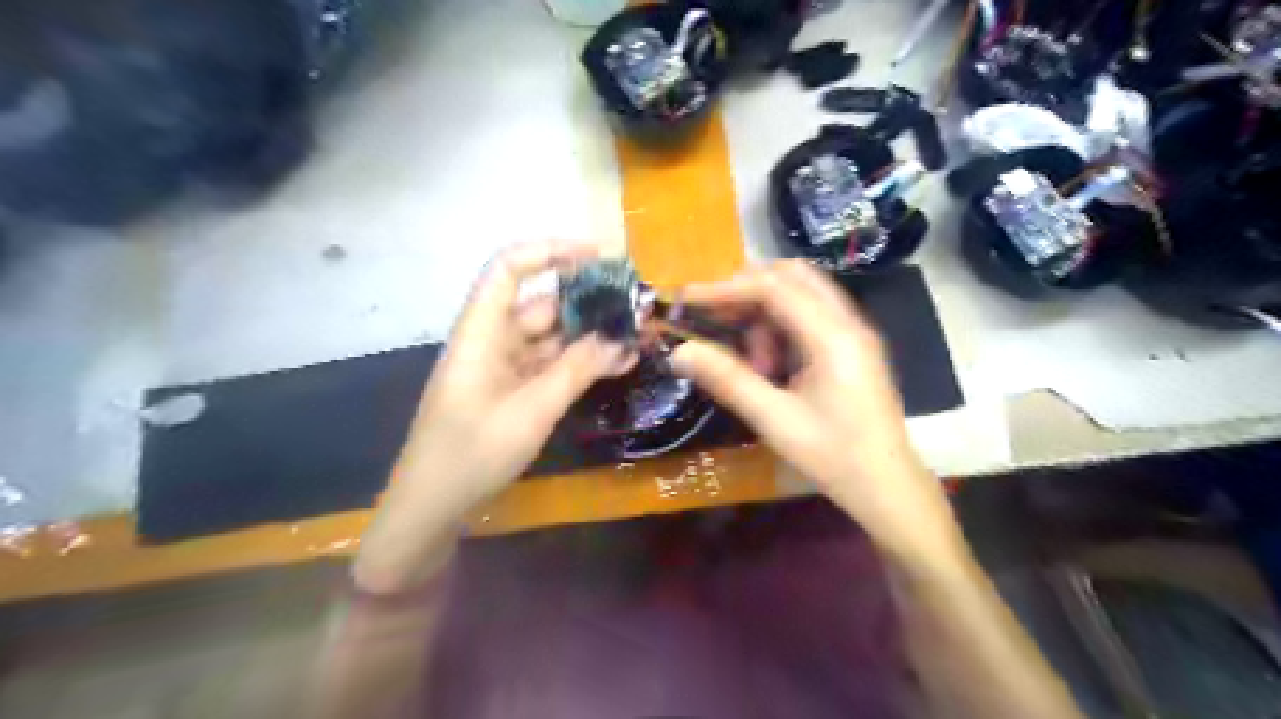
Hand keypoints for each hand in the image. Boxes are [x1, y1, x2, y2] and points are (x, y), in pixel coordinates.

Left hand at [352, 238, 631, 590]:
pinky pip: (549, 365)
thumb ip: (577, 370)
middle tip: (634, 307)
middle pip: (540, 304)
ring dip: (589, 336)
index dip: (550, 252)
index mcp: (482, 331)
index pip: (510, 268)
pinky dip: (579, 363)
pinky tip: (615, 364)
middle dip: (587, 302)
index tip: (598, 257)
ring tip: (635, 336)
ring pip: (550, 337)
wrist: (432, 506)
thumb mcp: (533, 410)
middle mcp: (492, 340)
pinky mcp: (510, 390)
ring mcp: (502, 367)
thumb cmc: (473, 452)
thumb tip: (621, 340)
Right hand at [672, 261, 959, 564]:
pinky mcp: (850, 348)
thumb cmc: (835, 457)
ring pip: (800, 294)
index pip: (774, 287)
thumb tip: (680, 352)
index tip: (686, 301)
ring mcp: (852, 333)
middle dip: (746, 290)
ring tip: (752, 363)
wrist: (888, 488)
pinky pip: (808, 317)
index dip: (725, 288)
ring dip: (764, 314)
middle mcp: (847, 322)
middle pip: (791, 277)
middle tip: (713, 318)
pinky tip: (770, 367)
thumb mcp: (775, 421)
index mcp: (834, 336)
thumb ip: (728, 380)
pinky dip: (780, 329)